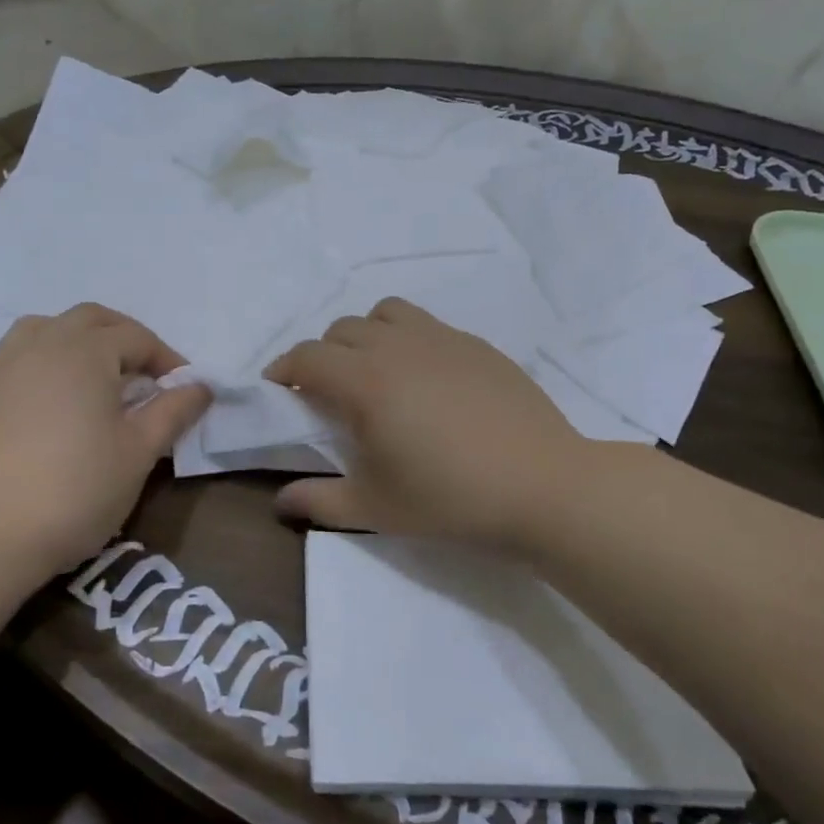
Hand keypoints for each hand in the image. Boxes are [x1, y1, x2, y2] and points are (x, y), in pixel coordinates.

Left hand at [0, 304, 210, 578]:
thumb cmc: (76, 488)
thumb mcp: (138, 452)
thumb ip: (172, 412)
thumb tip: (201, 386)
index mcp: (85, 351)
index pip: (136, 337)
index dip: (166, 359)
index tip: (183, 389)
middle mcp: (42, 344)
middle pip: (91, 320)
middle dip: (124, 337)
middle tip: (145, 374)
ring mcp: (3, 365)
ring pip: (47, 328)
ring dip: (79, 340)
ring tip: (95, 376)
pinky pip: (18, 356)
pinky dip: (45, 361)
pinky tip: (52, 400)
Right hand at [265, 297, 602, 550]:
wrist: (544, 487)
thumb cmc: (451, 499)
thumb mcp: (375, 508)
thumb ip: (318, 501)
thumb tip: (279, 503)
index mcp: (365, 381)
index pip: (307, 357)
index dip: (284, 370)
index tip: (280, 391)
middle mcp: (397, 346)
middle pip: (340, 330)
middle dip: (322, 355)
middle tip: (328, 393)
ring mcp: (442, 339)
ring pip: (384, 314)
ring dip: (365, 336)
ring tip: (375, 373)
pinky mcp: (476, 344)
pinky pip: (426, 325)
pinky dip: (407, 340)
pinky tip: (426, 380)